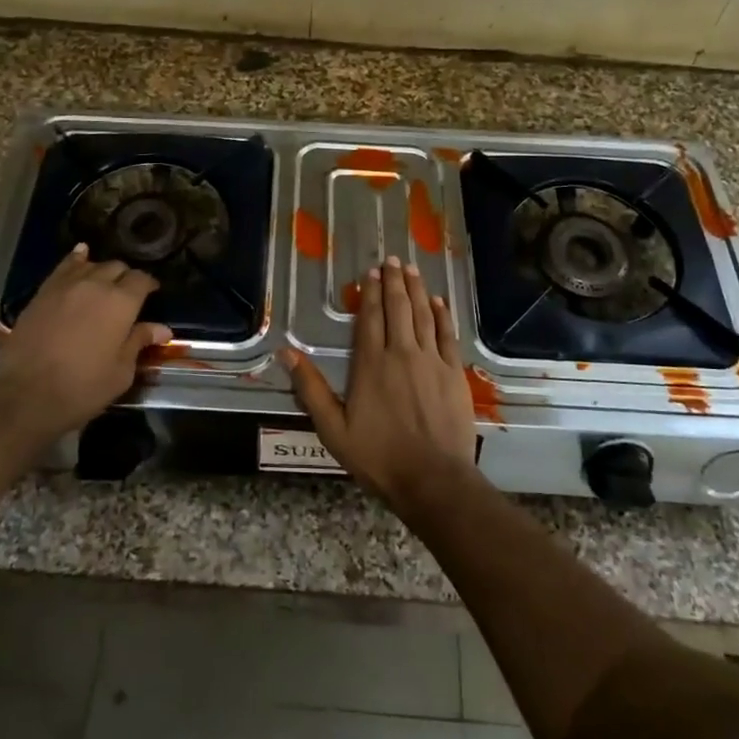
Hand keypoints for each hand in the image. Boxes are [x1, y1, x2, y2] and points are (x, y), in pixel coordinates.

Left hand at [0, 244, 170, 448]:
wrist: (26, 394)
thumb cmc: (83, 387)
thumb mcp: (121, 371)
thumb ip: (139, 342)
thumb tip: (162, 329)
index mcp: (121, 302)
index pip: (141, 280)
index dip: (149, 285)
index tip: (152, 294)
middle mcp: (96, 284)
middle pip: (116, 268)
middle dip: (125, 277)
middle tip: (127, 295)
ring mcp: (66, 285)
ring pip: (91, 265)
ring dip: (102, 271)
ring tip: (104, 282)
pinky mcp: (42, 292)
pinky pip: (63, 267)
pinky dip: (76, 260)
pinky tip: (80, 255)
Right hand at [282, 256, 476, 501]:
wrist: (432, 479)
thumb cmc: (378, 456)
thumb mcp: (332, 428)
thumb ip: (311, 388)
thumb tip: (286, 353)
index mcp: (370, 364)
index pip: (370, 318)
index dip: (371, 293)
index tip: (371, 273)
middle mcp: (401, 353)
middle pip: (397, 308)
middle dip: (394, 282)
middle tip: (393, 260)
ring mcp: (431, 361)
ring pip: (422, 315)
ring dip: (416, 290)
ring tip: (412, 270)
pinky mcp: (453, 373)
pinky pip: (446, 335)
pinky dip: (441, 315)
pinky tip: (437, 301)